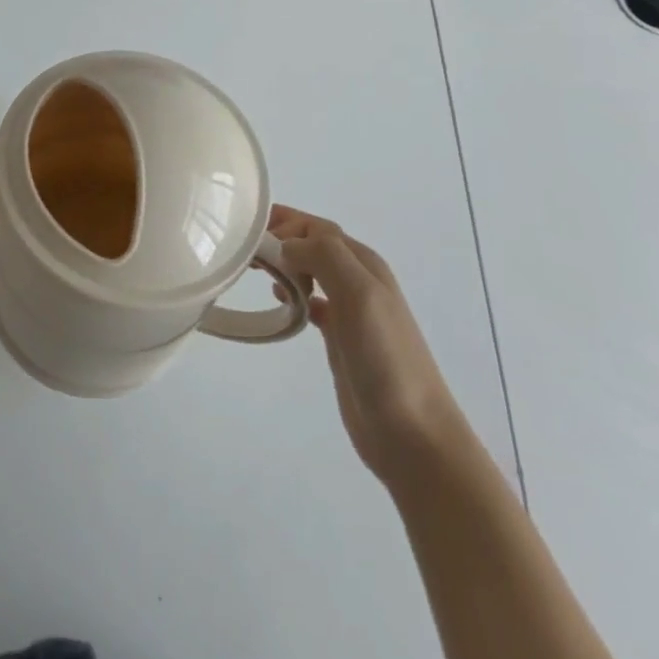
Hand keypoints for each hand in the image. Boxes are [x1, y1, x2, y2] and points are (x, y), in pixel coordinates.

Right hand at [269, 206, 459, 485]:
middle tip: (245, 252)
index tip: (250, 237)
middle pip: (313, 244)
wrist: (412, 434)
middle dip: (280, 238)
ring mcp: (350, 310)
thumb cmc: (385, 358)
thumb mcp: (359, 294)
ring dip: (284, 263)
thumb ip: (325, 256)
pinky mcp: (340, 338)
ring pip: (310, 270)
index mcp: (363, 263)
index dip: (285, 223)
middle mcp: (357, 279)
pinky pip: (311, 302)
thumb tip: (287, 245)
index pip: (317, 227)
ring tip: (255, 272)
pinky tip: (279, 304)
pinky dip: (292, 295)